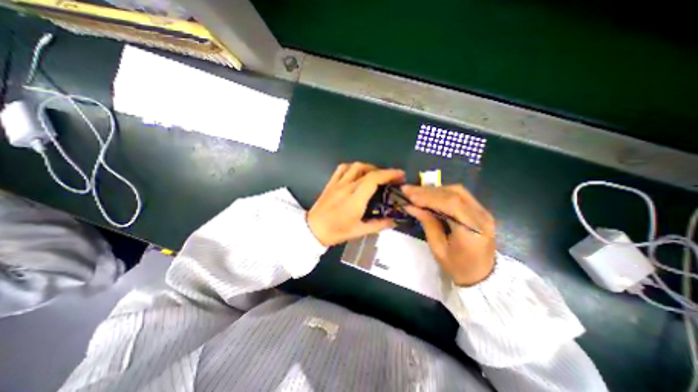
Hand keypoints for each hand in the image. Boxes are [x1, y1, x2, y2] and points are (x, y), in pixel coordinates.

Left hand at [306, 160, 403, 246]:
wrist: (313, 229)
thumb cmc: (336, 231)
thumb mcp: (359, 231)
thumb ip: (378, 225)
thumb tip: (393, 221)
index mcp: (355, 199)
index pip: (374, 179)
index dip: (389, 174)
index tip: (400, 175)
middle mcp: (347, 187)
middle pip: (368, 171)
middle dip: (384, 171)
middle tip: (392, 178)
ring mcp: (338, 183)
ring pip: (356, 166)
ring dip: (369, 167)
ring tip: (376, 175)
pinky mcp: (331, 182)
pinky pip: (342, 168)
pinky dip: (353, 167)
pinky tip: (357, 173)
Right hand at [397, 184, 495, 287]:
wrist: (483, 276)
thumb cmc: (458, 267)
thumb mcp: (438, 249)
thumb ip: (427, 223)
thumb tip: (411, 206)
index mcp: (472, 231)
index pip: (451, 204)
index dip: (428, 197)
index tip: (409, 194)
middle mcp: (482, 217)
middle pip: (454, 194)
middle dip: (428, 191)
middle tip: (408, 190)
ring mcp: (483, 212)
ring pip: (457, 191)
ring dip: (434, 190)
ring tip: (416, 192)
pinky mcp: (480, 210)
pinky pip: (460, 195)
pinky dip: (442, 193)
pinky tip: (429, 195)